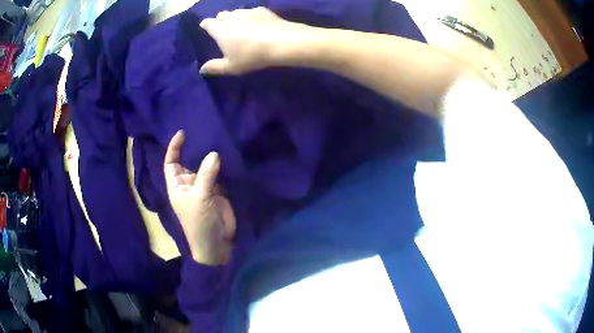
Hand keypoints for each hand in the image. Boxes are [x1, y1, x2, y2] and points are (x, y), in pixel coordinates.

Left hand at [164, 130, 235, 265]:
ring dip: (209, 156)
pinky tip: (226, 152)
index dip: (174, 147)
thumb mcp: (199, 198)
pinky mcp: (218, 190)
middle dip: (194, 148)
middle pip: (189, 161)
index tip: (182, 133)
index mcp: (177, 185)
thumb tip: (214, 153)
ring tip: (217, 137)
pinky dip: (222, 165)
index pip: (171, 162)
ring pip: (205, 166)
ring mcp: (204, 187)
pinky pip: (218, 174)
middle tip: (203, 130)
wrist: (216, 243)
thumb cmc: (199, 223)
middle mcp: (188, 183)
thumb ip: (206, 175)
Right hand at [199, 7, 311, 74]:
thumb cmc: (251, 56)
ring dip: (234, 17)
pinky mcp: (262, 10)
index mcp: (220, 30)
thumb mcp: (231, 66)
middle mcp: (231, 17)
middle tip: (223, 27)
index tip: (205, 26)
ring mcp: (247, 11)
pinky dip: (250, 16)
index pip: (208, 23)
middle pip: (221, 15)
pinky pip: (252, 11)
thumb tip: (201, 69)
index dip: (205, 24)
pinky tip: (256, 22)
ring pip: (236, 11)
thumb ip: (215, 67)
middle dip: (219, 19)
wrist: (281, 42)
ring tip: (239, 25)